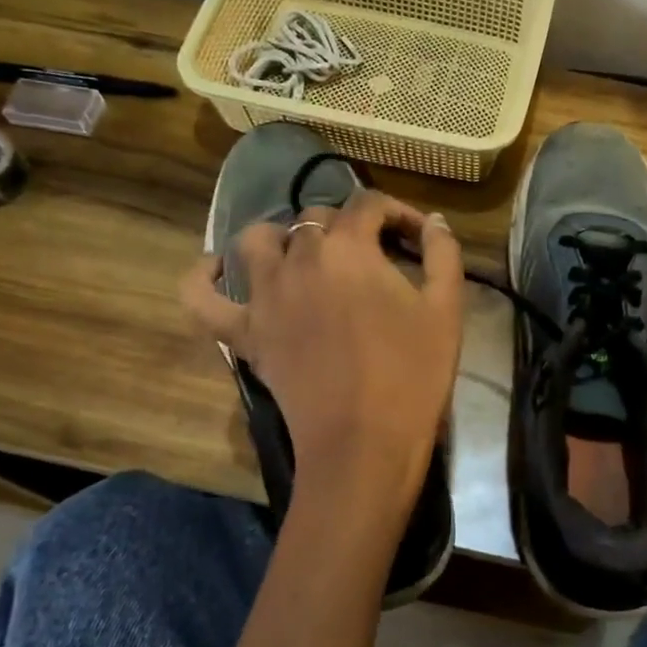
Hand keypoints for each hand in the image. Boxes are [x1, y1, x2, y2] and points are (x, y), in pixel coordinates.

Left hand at [181, 191, 464, 525]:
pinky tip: (218, 270)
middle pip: (316, 218)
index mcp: (349, 248)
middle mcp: (299, 258)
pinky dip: (203, 277)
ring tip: (306, 255)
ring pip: (256, 241)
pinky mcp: (242, 333)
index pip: (369, 204)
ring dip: (282, 236)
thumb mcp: (446, 309)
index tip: (416, 237)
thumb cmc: (412, 374)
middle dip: (349, 227)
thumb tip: (434, 221)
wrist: (364, 442)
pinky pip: (200, 296)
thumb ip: (444, 254)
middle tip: (375, 258)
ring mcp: (262, 296)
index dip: (396, 213)